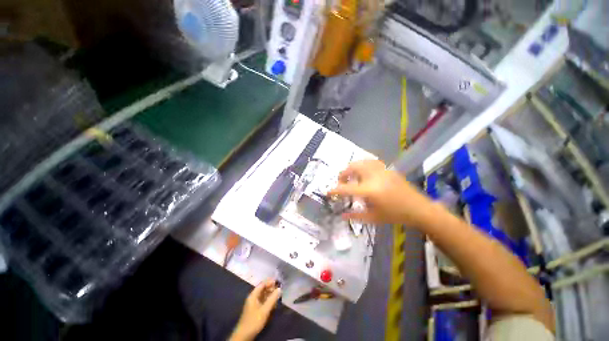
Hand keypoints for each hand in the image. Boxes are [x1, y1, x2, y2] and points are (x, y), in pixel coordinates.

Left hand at [229, 279, 281, 340]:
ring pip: (263, 295)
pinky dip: (268, 301)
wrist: (244, 335)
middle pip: (263, 289)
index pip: (262, 284)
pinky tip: (273, 304)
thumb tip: (279, 288)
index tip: (278, 281)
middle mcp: (253, 297)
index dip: (270, 282)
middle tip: (279, 289)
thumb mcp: (265, 310)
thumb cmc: (254, 321)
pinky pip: (262, 301)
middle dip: (271, 288)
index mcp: (253, 295)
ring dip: (270, 295)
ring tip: (278, 296)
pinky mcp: (255, 310)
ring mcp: (253, 304)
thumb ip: (272, 299)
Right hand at [328, 160, 433, 225]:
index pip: (346, 188)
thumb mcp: (373, 218)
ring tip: (352, 177)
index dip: (335, 190)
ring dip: (352, 168)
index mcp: (369, 190)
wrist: (419, 208)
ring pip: (361, 162)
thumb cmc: (395, 215)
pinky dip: (363, 165)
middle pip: (352, 168)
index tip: (328, 192)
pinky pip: (370, 162)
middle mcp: (373, 177)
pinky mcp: (387, 169)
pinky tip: (364, 173)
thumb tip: (341, 215)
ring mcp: (381, 170)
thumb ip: (355, 216)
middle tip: (342, 183)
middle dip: (343, 174)